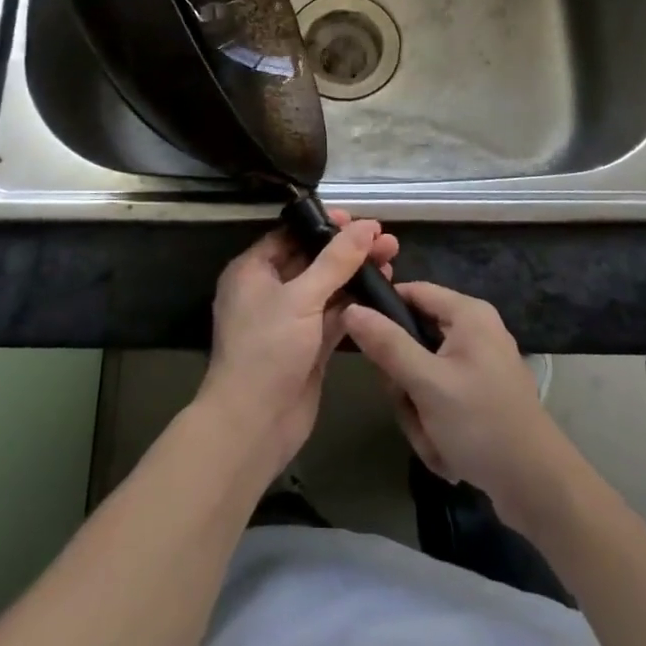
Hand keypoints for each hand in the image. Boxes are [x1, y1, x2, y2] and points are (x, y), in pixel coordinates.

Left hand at [199, 213, 397, 480]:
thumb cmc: (267, 350)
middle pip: (313, 259)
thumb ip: (336, 261)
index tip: (358, 220)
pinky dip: (356, 304)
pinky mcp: (308, 345)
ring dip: (356, 275)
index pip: (291, 235)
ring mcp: (290, 319)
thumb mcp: (301, 298)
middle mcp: (270, 290)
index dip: (324, 225)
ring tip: (393, 260)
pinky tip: (384, 292)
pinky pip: (334, 315)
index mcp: (253, 270)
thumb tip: (365, 226)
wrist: (253, 425)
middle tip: (386, 241)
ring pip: (327, 287)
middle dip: (348, 249)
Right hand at [343, 282, 569, 525]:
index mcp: (468, 314)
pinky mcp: (482, 396)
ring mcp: (479, 366)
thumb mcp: (426, 383)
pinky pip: (441, 399)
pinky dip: (436, 425)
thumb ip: (387, 344)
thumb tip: (351, 309)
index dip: (383, 311)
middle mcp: (475, 331)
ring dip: (419, 411)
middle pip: (413, 340)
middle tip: (412, 408)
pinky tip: (448, 452)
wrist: (539, 489)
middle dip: (405, 383)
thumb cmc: (482, 423)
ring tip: (434, 439)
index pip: (412, 291)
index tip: (360, 340)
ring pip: (423, 376)